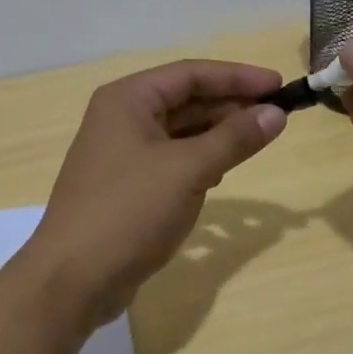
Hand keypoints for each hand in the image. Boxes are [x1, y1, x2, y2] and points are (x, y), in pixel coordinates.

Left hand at [25, 60, 287, 331]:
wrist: (73, 279)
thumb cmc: (129, 211)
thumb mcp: (188, 170)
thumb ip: (234, 139)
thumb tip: (276, 114)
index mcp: (128, 99)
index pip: (191, 74)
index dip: (237, 77)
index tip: (279, 85)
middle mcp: (121, 118)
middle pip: (185, 100)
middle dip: (230, 106)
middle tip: (276, 116)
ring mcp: (121, 153)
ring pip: (179, 132)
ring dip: (217, 134)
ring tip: (257, 140)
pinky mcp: (126, 186)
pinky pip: (170, 160)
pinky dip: (199, 160)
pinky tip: (222, 173)